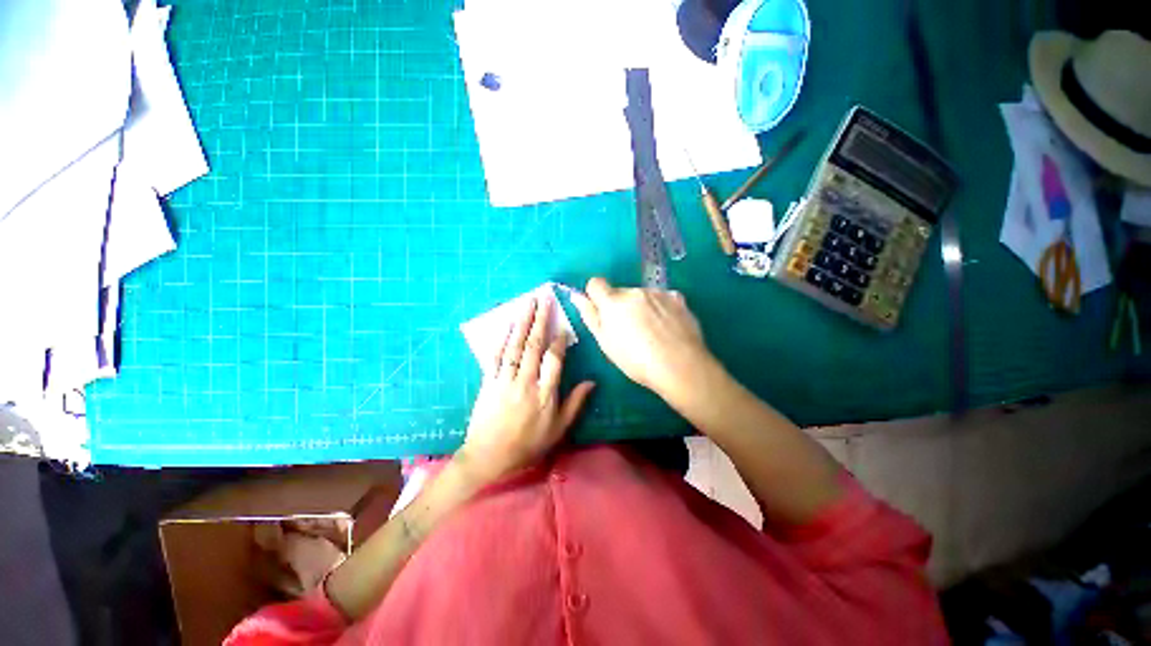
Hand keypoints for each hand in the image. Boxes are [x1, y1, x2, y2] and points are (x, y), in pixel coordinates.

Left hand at [458, 294, 595, 482]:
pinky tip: (507, 325)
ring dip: (522, 322)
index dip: (559, 341)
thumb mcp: (559, 430)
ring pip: (515, 346)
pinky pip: (496, 357)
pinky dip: (502, 339)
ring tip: (528, 303)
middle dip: (540, 320)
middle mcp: (525, 382)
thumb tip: (592, 382)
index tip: (563, 326)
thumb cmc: (528, 445)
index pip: (554, 360)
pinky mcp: (488, 382)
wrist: (489, 457)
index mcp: (545, 395)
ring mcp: (505, 380)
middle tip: (544, 298)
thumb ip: (575, 404)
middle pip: (534, 346)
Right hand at [571, 277, 712, 399]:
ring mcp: (658, 293)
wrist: (679, 365)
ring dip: (642, 307)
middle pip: (621, 292)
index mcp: (613, 302)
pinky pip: (662, 298)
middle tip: (630, 331)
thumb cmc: (635, 360)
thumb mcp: (605, 342)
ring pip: (642, 296)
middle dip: (621, 306)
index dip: (596, 296)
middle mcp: (634, 291)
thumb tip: (577, 296)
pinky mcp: (677, 298)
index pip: (595, 283)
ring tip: (652, 332)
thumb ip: (590, 316)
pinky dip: (661, 308)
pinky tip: (667, 327)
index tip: (603, 313)